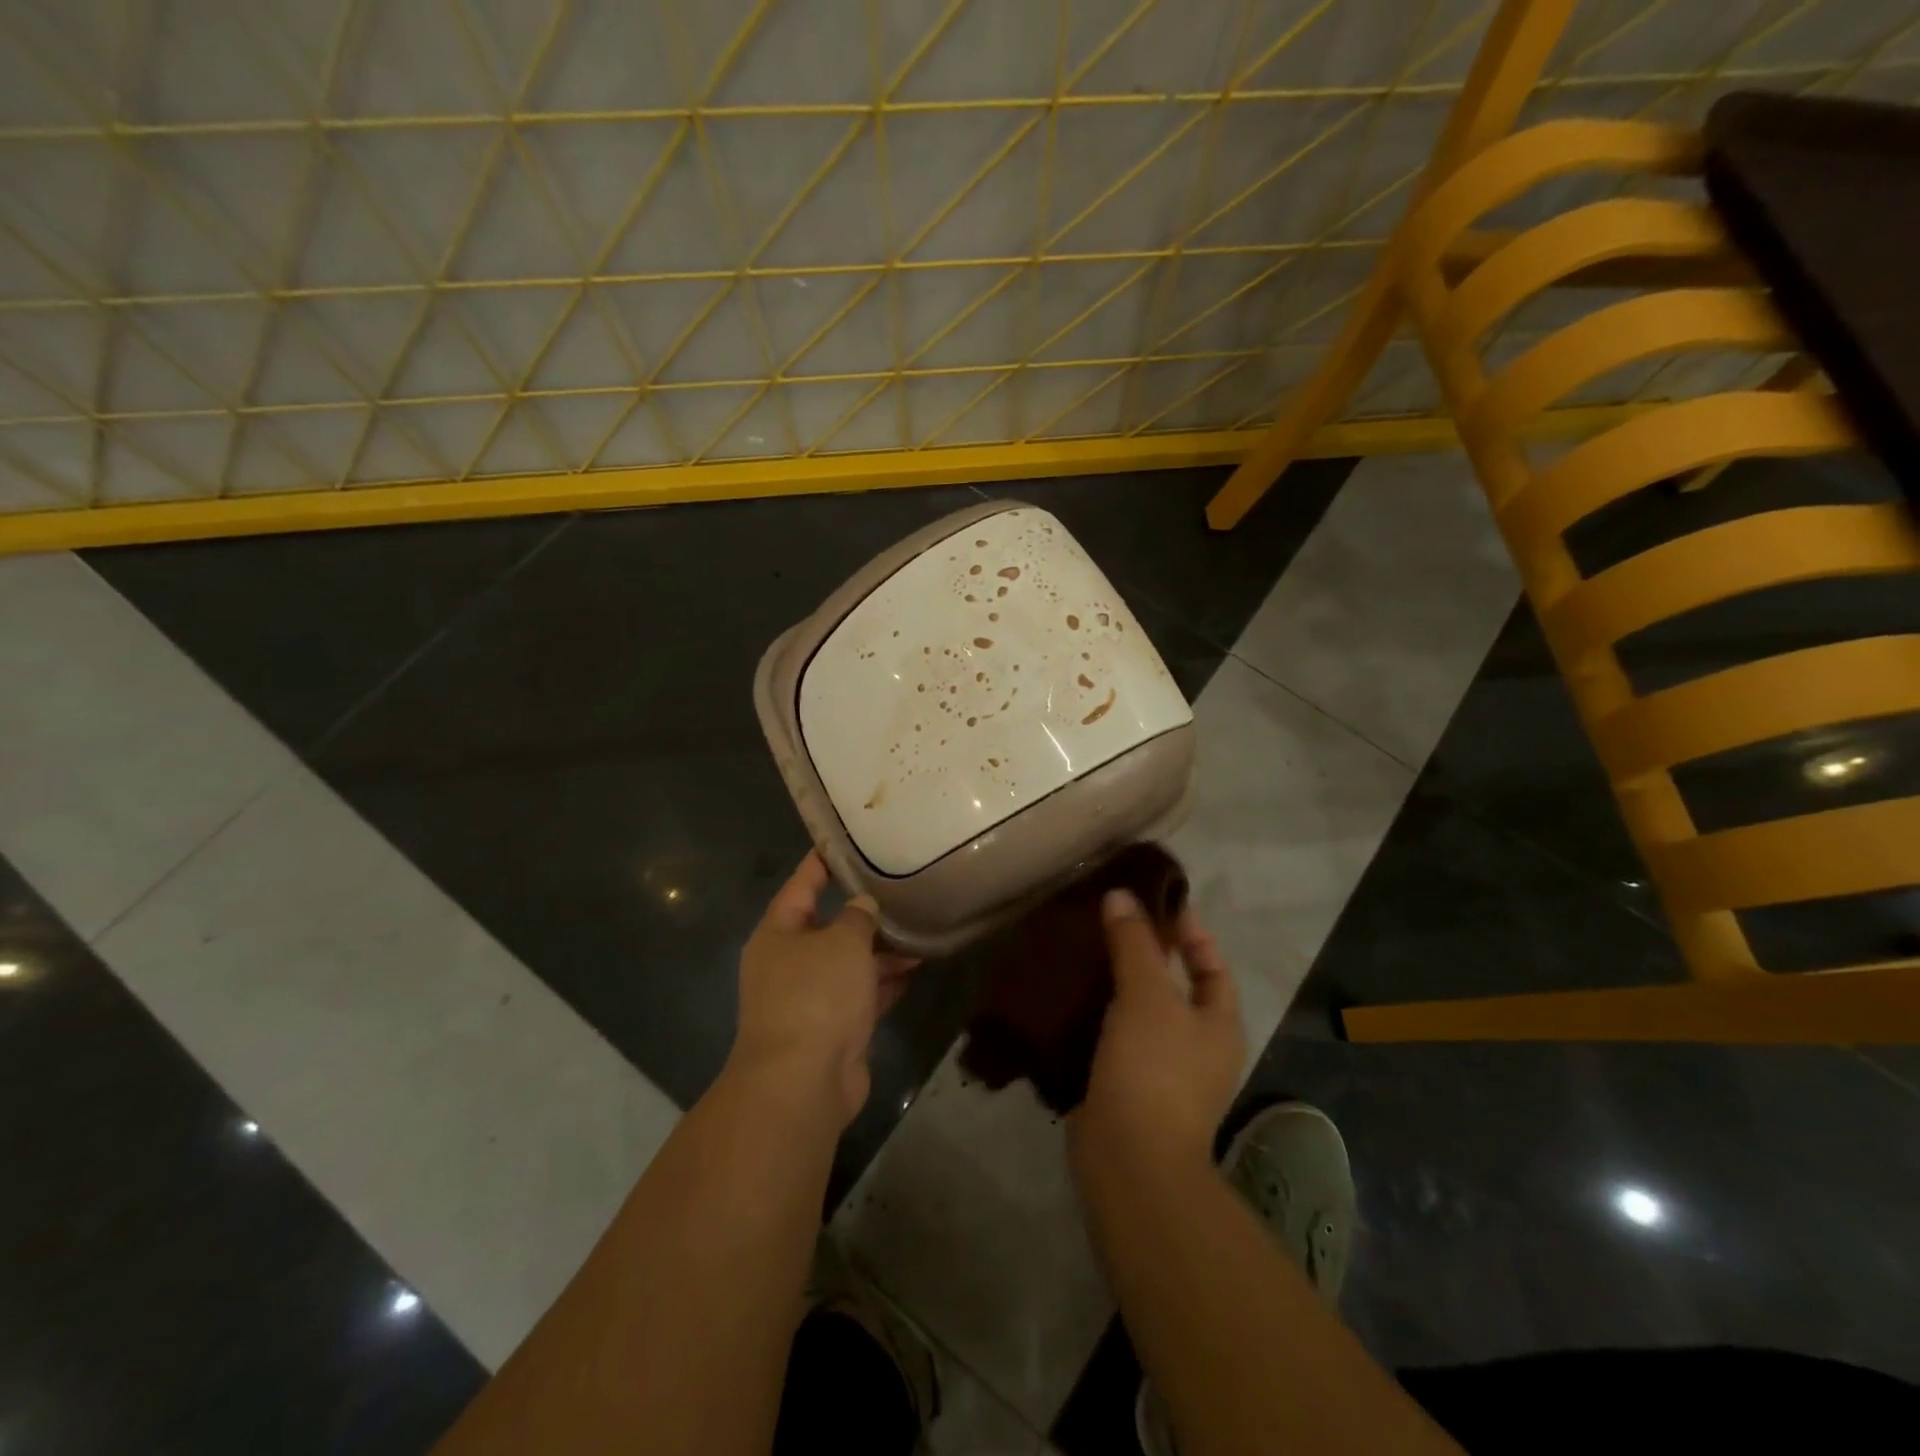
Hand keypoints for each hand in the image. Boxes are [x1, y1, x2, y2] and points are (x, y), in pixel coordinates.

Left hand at [729, 852, 917, 1125]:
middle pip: (828, 925)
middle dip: (862, 910)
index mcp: (778, 933)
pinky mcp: (833, 1027)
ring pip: (849, 962)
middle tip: (898, 885)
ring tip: (919, 924)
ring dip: (881, 948)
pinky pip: (862, 993)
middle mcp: (789, 962)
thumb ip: (858, 917)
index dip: (822, 862)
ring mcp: (810, 997)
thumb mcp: (841, 942)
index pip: (800, 885)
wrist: (803, 1081)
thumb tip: (864, 906)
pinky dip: (886, 980)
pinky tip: (918, 965)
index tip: (846, 841)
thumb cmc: (816, 996)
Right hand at [1072, 889, 1243, 1171]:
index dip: (1190, 932)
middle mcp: (1198, 1047)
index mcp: (1219, 1024)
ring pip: (1140, 1012)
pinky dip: (1096, 1014)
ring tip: (1083, 950)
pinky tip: (1068, 994)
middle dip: (1146, 954)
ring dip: (1116, 983)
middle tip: (1109, 922)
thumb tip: (1121, 895)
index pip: (1212, 965)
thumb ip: (1135, 943)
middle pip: (1175, 986)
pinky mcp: (1126, 1086)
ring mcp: (1162, 1071)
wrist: (1129, 1158)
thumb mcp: (1147, 995)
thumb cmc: (1153, 1068)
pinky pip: (1114, 1036)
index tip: (1155, 904)